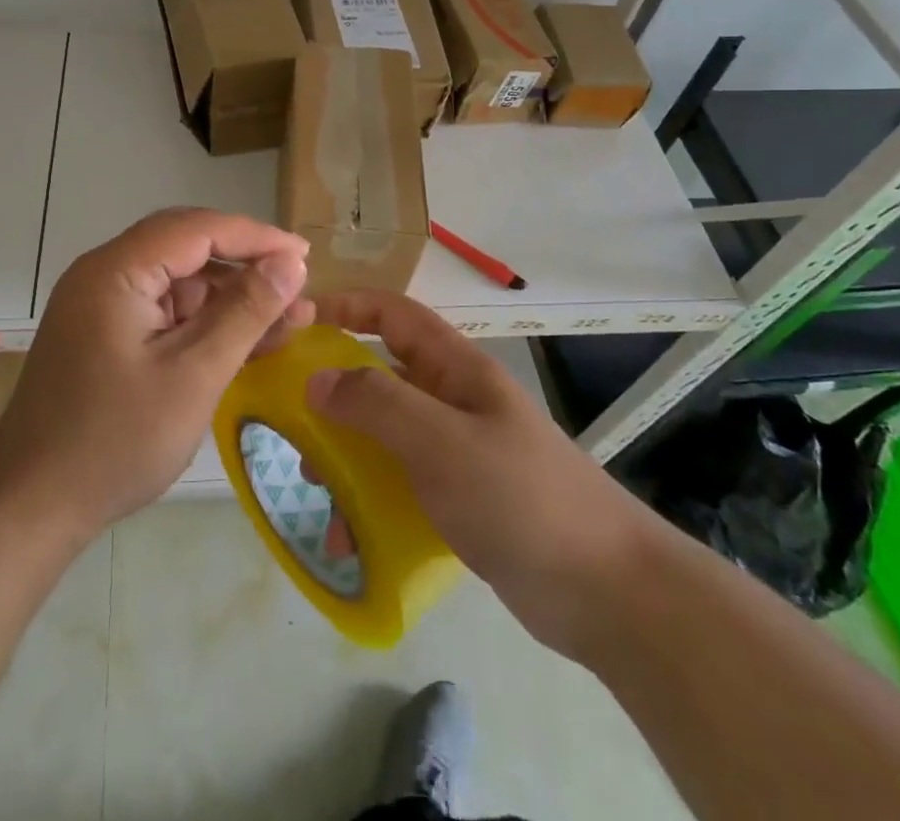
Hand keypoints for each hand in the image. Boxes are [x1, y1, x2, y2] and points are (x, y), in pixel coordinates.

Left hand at [0, 208, 310, 543]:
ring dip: (230, 297)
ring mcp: (102, 305)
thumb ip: (245, 312)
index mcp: (116, 270)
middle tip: (295, 284)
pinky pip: (165, 311)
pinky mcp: (105, 334)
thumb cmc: (114, 441)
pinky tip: (246, 342)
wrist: (29, 508)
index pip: (197, 229)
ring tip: (287, 320)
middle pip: (187, 247)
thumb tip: (291, 264)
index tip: (304, 256)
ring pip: (179, 281)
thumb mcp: (194, 376)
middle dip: (245, 263)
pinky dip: (204, 322)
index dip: (256, 237)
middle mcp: (105, 274)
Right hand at [306, 290, 657, 657]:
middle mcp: (452, 400)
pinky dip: (368, 503)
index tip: (295, 322)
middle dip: (333, 393)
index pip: (392, 313)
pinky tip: (349, 539)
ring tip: (317, 488)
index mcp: (454, 368)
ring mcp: (456, 450)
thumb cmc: (521, 498)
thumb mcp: (441, 442)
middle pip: (380, 375)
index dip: (345, 306)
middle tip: (291, 421)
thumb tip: (314, 379)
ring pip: (383, 434)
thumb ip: (376, 404)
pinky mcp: (458, 498)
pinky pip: (398, 485)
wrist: (607, 593)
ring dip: (345, 456)